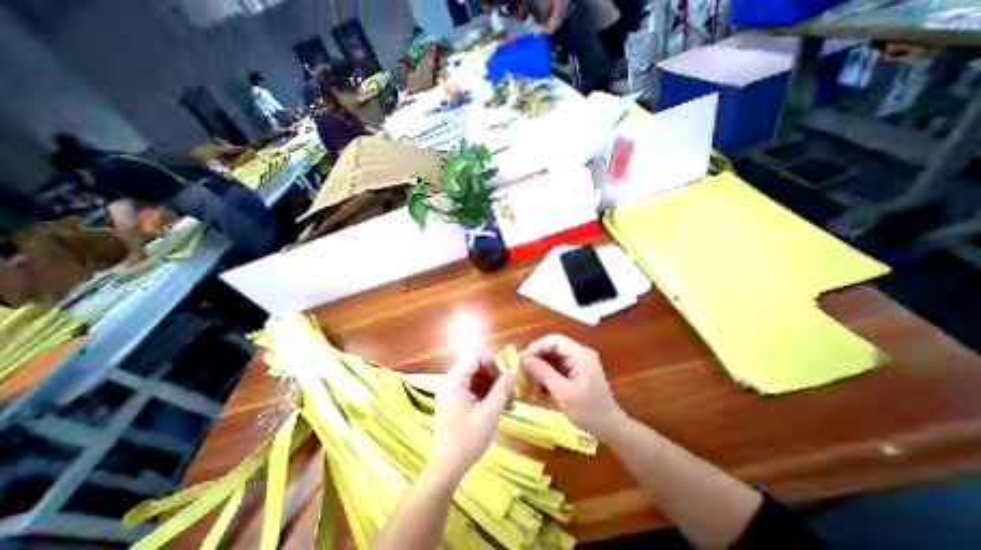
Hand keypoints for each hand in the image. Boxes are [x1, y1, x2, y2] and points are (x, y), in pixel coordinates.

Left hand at [432, 355, 514, 478]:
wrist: (448, 468)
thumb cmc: (467, 439)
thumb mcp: (489, 412)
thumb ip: (502, 388)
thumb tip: (514, 370)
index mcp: (454, 380)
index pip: (475, 357)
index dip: (493, 361)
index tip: (507, 374)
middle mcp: (452, 382)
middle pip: (477, 366)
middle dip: (495, 375)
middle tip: (510, 389)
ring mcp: (455, 392)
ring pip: (478, 378)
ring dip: (494, 386)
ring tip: (509, 400)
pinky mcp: (458, 401)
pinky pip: (476, 389)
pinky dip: (489, 394)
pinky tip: (502, 406)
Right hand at [520, 332, 628, 438]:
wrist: (611, 430)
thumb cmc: (589, 411)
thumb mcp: (563, 392)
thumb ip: (543, 373)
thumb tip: (525, 359)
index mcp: (580, 354)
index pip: (554, 340)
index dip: (536, 347)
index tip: (522, 361)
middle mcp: (579, 355)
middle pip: (552, 351)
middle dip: (537, 364)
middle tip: (523, 377)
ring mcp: (578, 365)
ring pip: (552, 362)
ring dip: (540, 375)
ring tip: (531, 392)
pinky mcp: (576, 375)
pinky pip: (557, 372)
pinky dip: (547, 382)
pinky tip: (540, 397)